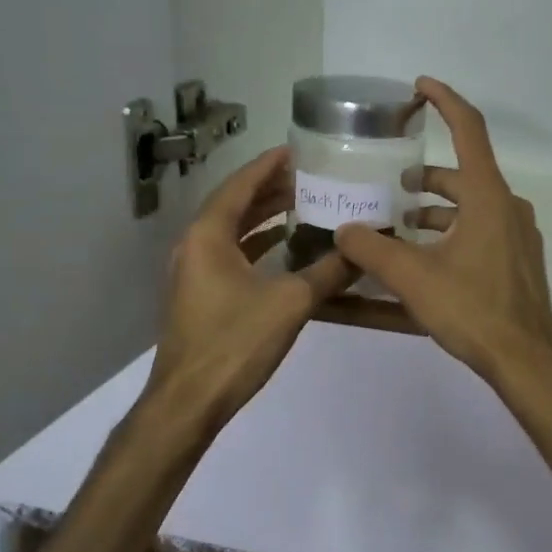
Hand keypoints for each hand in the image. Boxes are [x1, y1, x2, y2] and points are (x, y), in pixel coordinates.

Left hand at [146, 145, 353, 429]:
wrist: (189, 401)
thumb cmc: (235, 343)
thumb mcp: (291, 303)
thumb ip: (328, 272)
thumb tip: (363, 250)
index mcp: (208, 235)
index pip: (240, 185)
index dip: (269, 165)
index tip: (298, 149)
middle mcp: (194, 245)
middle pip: (234, 204)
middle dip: (271, 189)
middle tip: (310, 177)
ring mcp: (193, 271)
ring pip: (231, 230)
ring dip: (264, 216)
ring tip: (303, 204)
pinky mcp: (199, 294)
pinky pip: (229, 253)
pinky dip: (256, 243)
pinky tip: (284, 247)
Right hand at [334, 78, 551, 389]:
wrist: (525, 358)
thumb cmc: (472, 309)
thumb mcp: (413, 278)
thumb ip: (372, 250)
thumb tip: (342, 230)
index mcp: (487, 196)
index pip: (468, 129)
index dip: (444, 101)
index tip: (420, 86)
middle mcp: (508, 205)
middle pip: (464, 172)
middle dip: (426, 175)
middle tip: (391, 184)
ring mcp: (518, 233)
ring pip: (472, 204)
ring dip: (437, 208)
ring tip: (400, 224)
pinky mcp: (519, 258)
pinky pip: (482, 228)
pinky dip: (454, 230)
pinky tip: (428, 256)